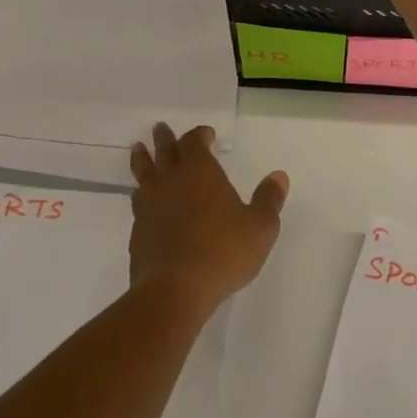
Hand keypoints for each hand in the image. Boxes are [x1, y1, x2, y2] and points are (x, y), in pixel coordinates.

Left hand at [128, 123, 287, 311]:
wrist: (175, 289)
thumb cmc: (224, 251)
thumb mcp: (260, 226)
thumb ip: (269, 199)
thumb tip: (279, 176)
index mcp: (200, 172)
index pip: (195, 142)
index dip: (200, 135)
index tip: (206, 134)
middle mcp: (171, 182)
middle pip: (164, 151)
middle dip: (165, 138)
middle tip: (160, 128)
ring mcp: (150, 206)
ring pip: (143, 174)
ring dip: (142, 159)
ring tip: (138, 150)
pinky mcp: (138, 231)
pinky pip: (139, 202)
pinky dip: (142, 194)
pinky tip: (143, 199)